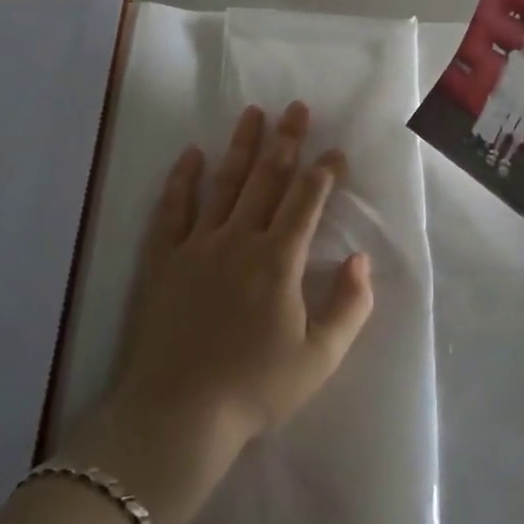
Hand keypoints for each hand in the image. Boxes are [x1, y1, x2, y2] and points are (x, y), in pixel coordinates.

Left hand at [107, 102, 374, 453]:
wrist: (179, 415)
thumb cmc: (255, 389)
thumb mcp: (321, 358)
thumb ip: (350, 306)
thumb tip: (361, 259)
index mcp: (279, 260)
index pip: (307, 201)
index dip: (325, 173)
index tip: (337, 152)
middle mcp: (239, 239)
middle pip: (267, 179)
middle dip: (286, 141)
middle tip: (297, 108)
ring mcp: (197, 245)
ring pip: (224, 183)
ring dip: (241, 146)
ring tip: (253, 113)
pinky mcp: (163, 259)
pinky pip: (173, 209)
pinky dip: (183, 180)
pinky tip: (192, 154)